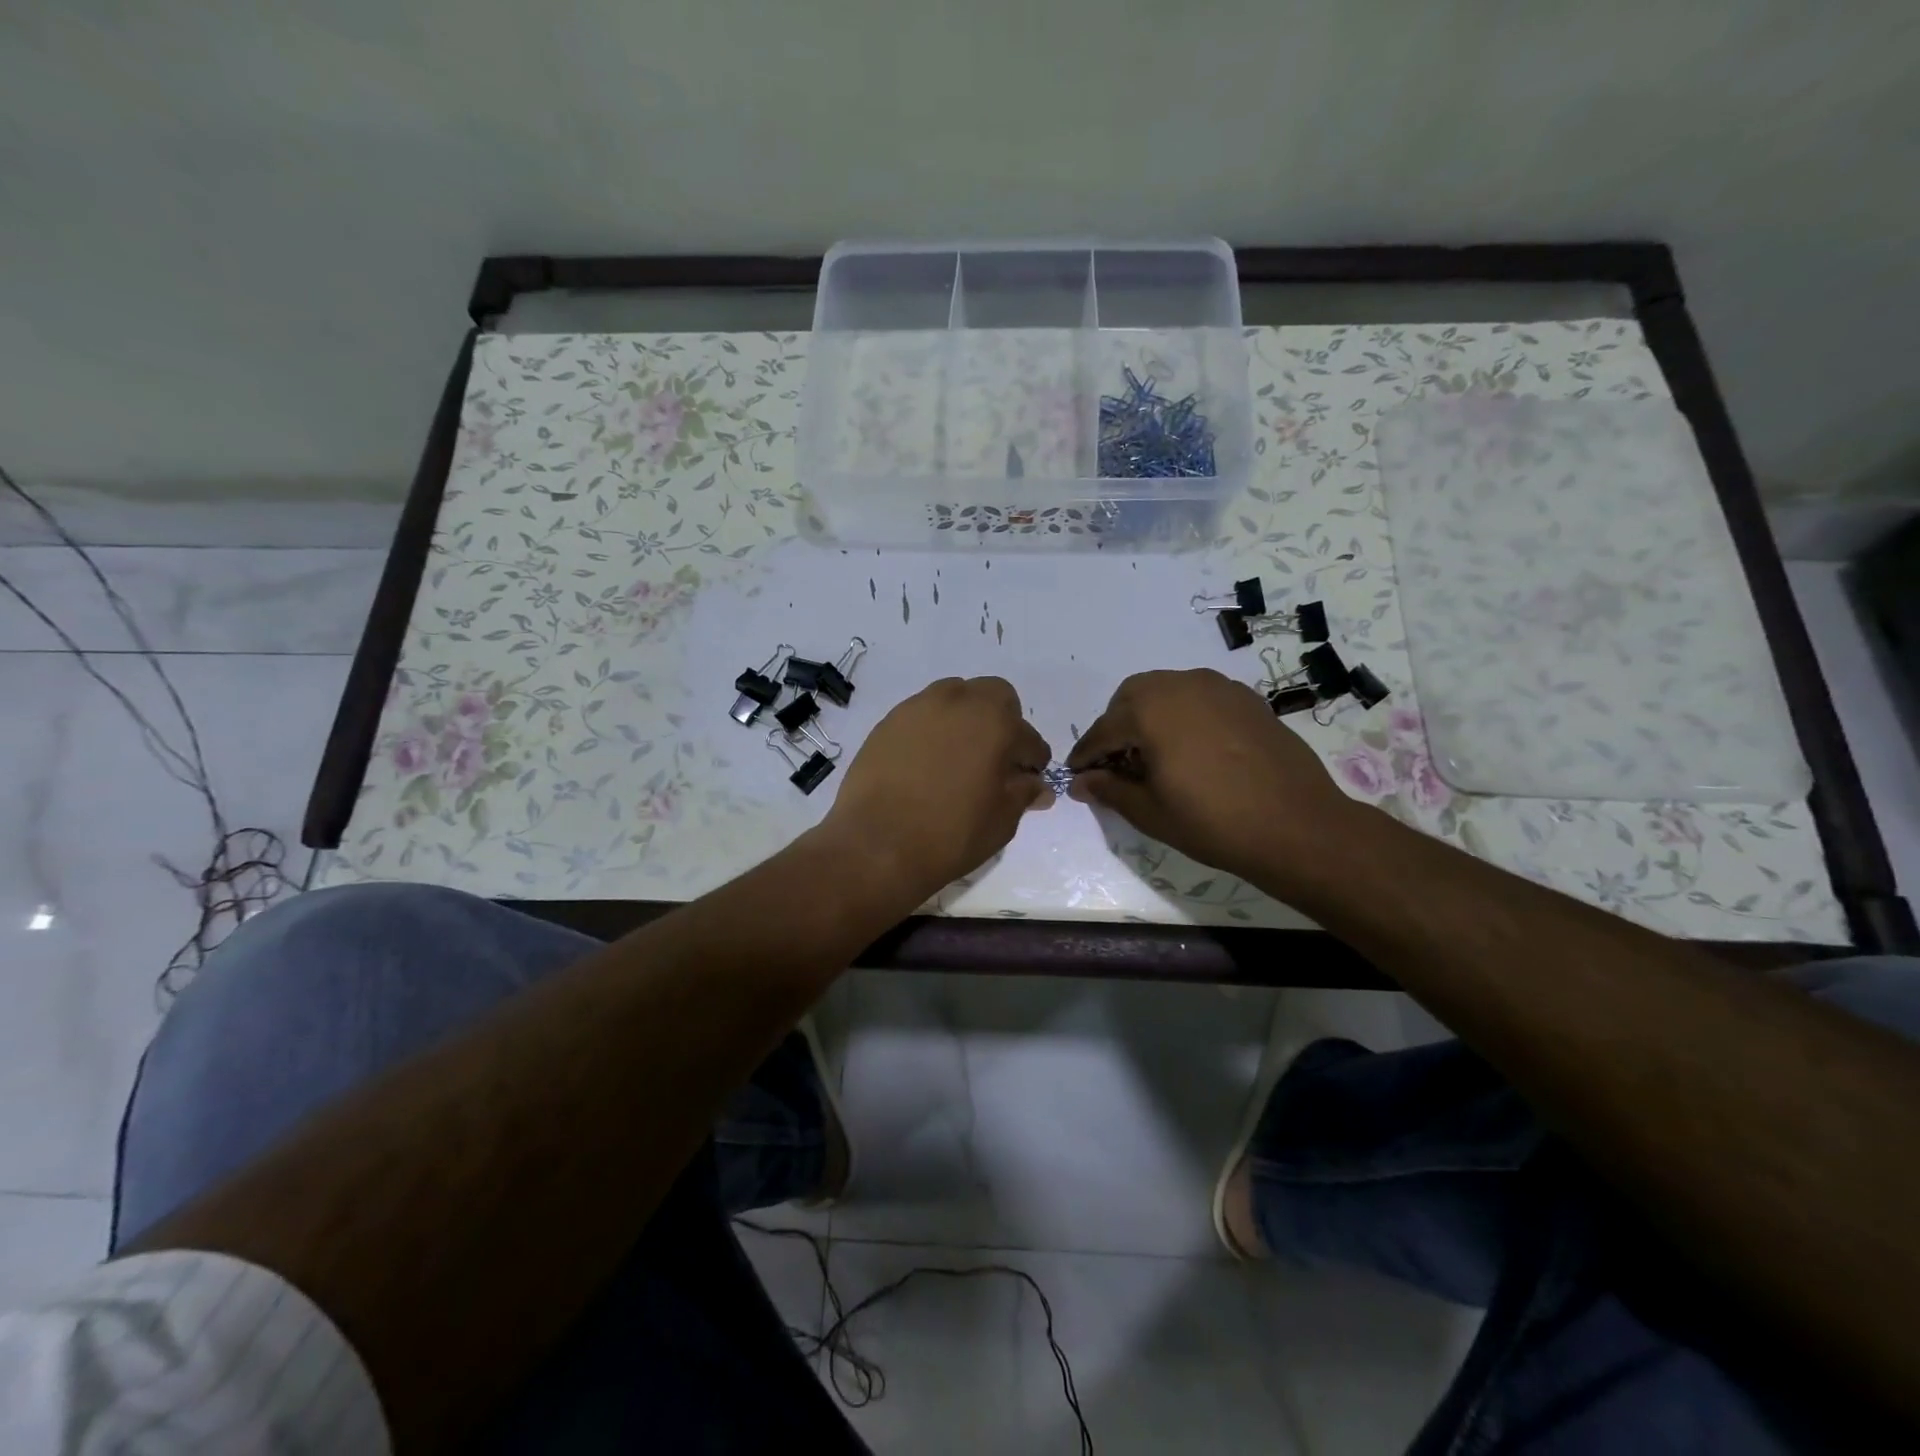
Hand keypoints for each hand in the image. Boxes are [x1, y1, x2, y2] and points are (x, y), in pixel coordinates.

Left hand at [820, 676, 1051, 905]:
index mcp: (994, 722)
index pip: (1028, 737)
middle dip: (1002, 721)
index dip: (1032, 761)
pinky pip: (921, 716)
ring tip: (958, 758)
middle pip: (993, 695)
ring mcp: (918, 708)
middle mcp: (957, 702)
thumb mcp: (1001, 821)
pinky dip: (932, 731)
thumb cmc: (950, 834)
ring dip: (965, 720)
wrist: (876, 844)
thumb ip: (1023, 794)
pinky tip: (926, 764)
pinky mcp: (888, 722)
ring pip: (953, 698)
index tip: (1028, 780)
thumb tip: (1036, 786)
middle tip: (995, 759)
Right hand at [1067, 668, 1355, 888]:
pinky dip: (1184, 715)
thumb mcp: (1150, 812)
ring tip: (1154, 755)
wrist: (1297, 826)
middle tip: (1117, 763)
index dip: (1086, 755)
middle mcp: (1181, 685)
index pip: (1104, 730)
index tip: (1076, 775)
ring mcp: (1218, 688)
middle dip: (1117, 726)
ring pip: (1167, 690)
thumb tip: (1081, 782)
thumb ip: (1109, 789)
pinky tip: (1193, 749)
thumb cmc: (1212, 821)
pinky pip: (1200, 697)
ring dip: (1150, 716)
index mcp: (1150, 710)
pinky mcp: (1247, 699)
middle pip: (1132, 697)